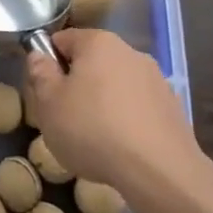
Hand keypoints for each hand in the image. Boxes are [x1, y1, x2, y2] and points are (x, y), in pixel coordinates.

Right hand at [24, 29, 208, 190]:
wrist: (160, 172)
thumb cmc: (93, 130)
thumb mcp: (49, 104)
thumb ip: (40, 74)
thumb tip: (40, 57)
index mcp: (98, 43)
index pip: (62, 40)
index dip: (47, 63)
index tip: (44, 92)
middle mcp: (130, 52)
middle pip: (91, 62)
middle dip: (76, 84)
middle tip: (64, 117)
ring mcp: (156, 80)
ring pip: (115, 85)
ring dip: (102, 103)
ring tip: (94, 138)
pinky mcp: (172, 108)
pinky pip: (137, 107)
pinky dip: (125, 120)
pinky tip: (120, 148)